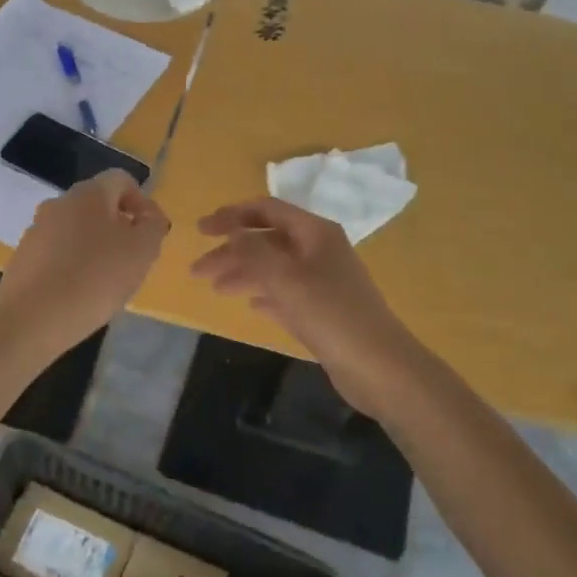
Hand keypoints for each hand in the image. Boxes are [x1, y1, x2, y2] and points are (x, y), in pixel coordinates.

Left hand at [0, 170, 170, 355]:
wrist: (30, 319)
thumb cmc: (95, 279)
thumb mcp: (142, 252)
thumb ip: (153, 227)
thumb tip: (149, 217)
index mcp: (90, 193)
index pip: (122, 180)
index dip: (142, 202)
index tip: (150, 234)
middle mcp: (60, 203)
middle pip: (98, 205)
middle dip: (119, 227)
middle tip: (132, 261)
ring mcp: (37, 230)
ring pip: (77, 229)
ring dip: (95, 247)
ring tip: (106, 282)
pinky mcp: (23, 257)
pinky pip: (57, 252)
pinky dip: (73, 265)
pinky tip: (79, 293)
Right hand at [190, 197, 423, 417]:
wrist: (379, 367)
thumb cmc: (331, 314)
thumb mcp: (286, 278)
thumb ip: (254, 251)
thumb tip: (232, 233)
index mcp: (315, 232)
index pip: (267, 210)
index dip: (231, 216)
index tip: (200, 230)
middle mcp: (319, 250)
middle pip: (267, 240)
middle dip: (231, 251)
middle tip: (197, 270)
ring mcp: (323, 281)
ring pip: (275, 268)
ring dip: (243, 273)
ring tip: (214, 289)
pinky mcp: (324, 310)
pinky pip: (286, 293)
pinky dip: (265, 294)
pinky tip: (249, 304)